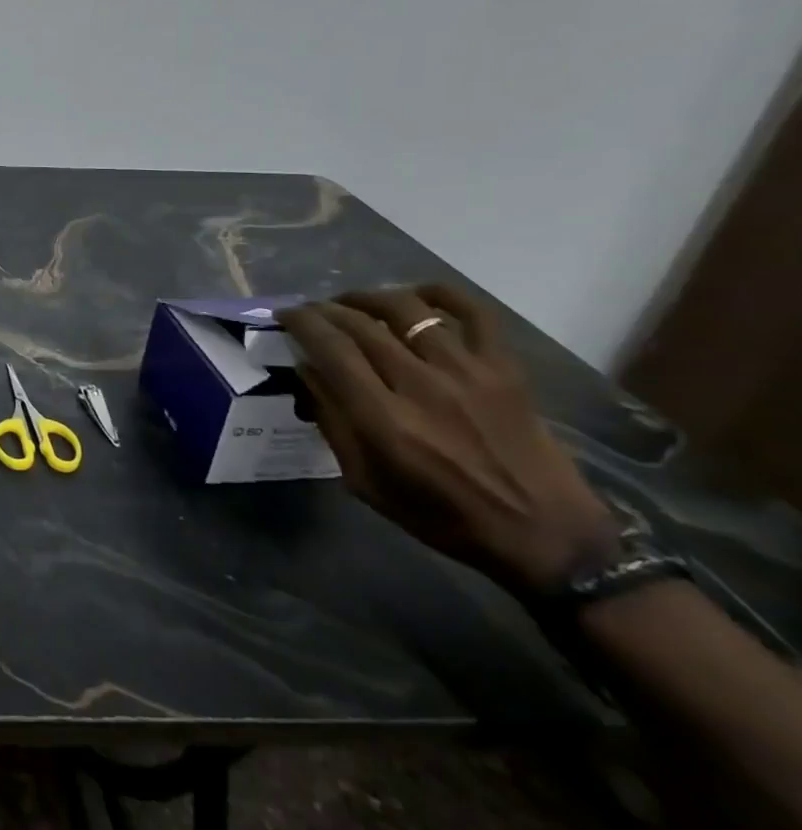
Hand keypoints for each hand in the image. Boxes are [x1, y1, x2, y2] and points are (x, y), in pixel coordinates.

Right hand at [276, 285, 618, 596]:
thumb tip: (306, 372)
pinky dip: (442, 294)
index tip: (285, 316)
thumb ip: (332, 422)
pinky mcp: (504, 371)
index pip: (330, 348)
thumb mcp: (365, 480)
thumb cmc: (440, 515)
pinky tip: (417, 295)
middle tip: (310, 311)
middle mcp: (420, 386)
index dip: (301, 322)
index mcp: (383, 419)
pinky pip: (475, 315)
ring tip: (353, 302)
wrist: (543, 535)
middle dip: (326, 310)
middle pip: (361, 324)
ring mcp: (467, 373)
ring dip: (369, 297)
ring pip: (407, 310)